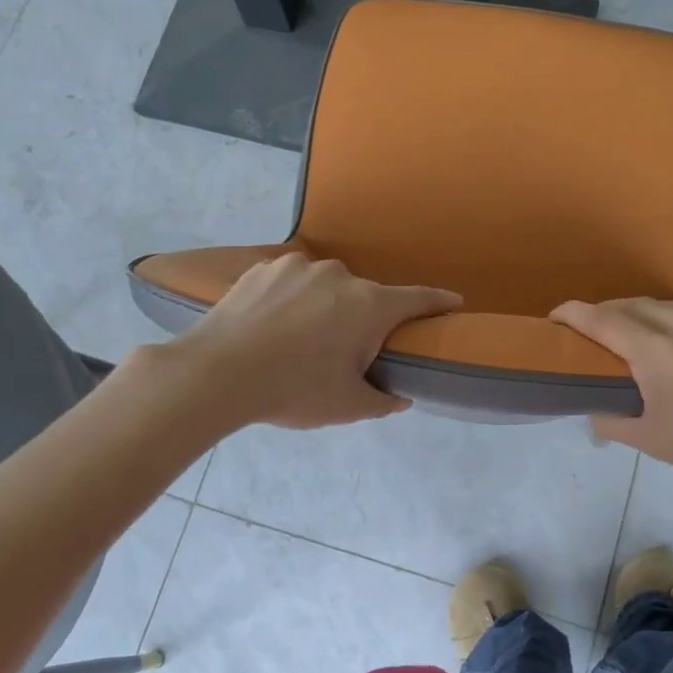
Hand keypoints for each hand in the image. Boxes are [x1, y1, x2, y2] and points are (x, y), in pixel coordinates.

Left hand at [171, 252, 459, 429]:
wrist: (217, 373)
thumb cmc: (294, 390)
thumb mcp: (347, 406)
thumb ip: (383, 401)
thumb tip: (400, 397)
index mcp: (370, 306)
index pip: (418, 299)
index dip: (440, 302)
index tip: (454, 302)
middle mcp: (340, 276)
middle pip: (366, 298)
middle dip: (363, 321)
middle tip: (343, 354)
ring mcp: (299, 266)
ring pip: (326, 287)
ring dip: (324, 308)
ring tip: (299, 341)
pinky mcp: (264, 267)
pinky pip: (292, 282)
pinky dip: (292, 299)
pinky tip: (272, 326)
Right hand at [551, 298, 672, 504]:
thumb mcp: (654, 441)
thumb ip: (610, 416)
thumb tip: (592, 401)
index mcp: (665, 355)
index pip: (605, 319)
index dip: (574, 314)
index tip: (556, 316)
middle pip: (637, 306)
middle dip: (611, 316)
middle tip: (598, 336)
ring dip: (654, 322)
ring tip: (654, 349)